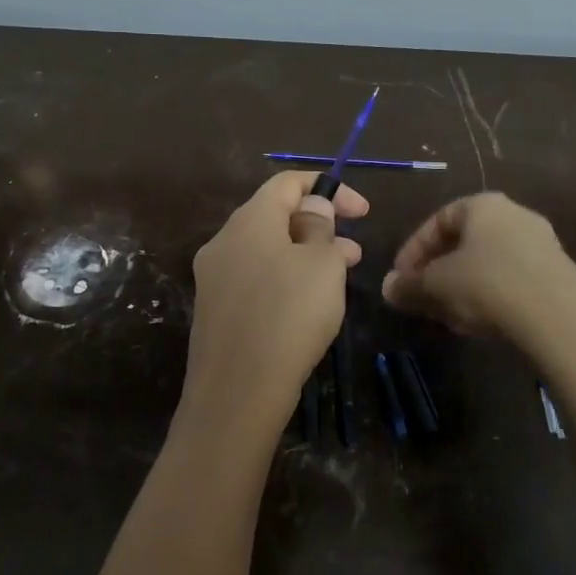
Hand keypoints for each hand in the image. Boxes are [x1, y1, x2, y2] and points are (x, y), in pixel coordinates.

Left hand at [183, 172, 367, 428]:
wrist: (237, 392)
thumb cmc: (289, 316)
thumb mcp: (321, 265)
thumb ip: (320, 227)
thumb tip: (312, 207)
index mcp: (249, 220)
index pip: (287, 182)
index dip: (328, 188)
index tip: (362, 211)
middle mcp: (224, 241)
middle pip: (274, 216)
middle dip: (319, 226)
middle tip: (354, 250)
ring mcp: (214, 278)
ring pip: (267, 251)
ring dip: (305, 255)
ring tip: (340, 276)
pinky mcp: (215, 311)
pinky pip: (255, 280)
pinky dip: (285, 279)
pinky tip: (308, 305)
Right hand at [382, 192, 575, 345]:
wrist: (558, 318)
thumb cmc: (487, 285)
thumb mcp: (436, 285)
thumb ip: (408, 285)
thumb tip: (387, 288)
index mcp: (484, 206)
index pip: (438, 220)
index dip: (413, 250)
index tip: (401, 278)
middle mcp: (515, 215)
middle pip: (464, 242)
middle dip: (438, 272)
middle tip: (423, 298)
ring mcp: (541, 243)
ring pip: (487, 263)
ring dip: (462, 287)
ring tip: (448, 316)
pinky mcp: (557, 273)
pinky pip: (511, 278)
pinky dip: (489, 295)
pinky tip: (480, 323)